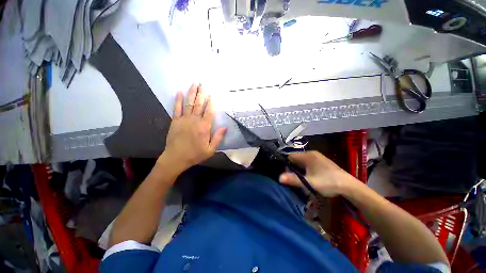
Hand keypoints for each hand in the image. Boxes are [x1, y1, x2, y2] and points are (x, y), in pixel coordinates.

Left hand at [160, 84, 226, 172]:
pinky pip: (176, 108)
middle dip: (201, 93)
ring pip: (189, 104)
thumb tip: (225, 127)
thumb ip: (218, 138)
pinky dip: (178, 100)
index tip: (211, 95)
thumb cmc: (195, 154)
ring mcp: (184, 120)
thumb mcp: (210, 149)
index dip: (210, 103)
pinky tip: (179, 92)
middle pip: (199, 104)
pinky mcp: (175, 121)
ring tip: (194, 84)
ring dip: (192, 93)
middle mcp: (194, 121)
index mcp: (204, 127)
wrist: (176, 158)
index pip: (209, 112)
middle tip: (202, 84)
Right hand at [279, 151, 357, 196]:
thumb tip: (279, 178)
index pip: (290, 156)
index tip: (286, 173)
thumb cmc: (328, 182)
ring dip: (300, 169)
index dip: (286, 164)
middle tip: (293, 178)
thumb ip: (293, 179)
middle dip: (293, 167)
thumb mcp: (309, 182)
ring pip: (302, 161)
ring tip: (300, 178)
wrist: (349, 186)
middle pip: (296, 158)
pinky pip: (308, 163)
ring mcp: (317, 157)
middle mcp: (312, 153)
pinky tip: (309, 176)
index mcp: (307, 155)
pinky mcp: (322, 162)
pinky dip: (306, 169)